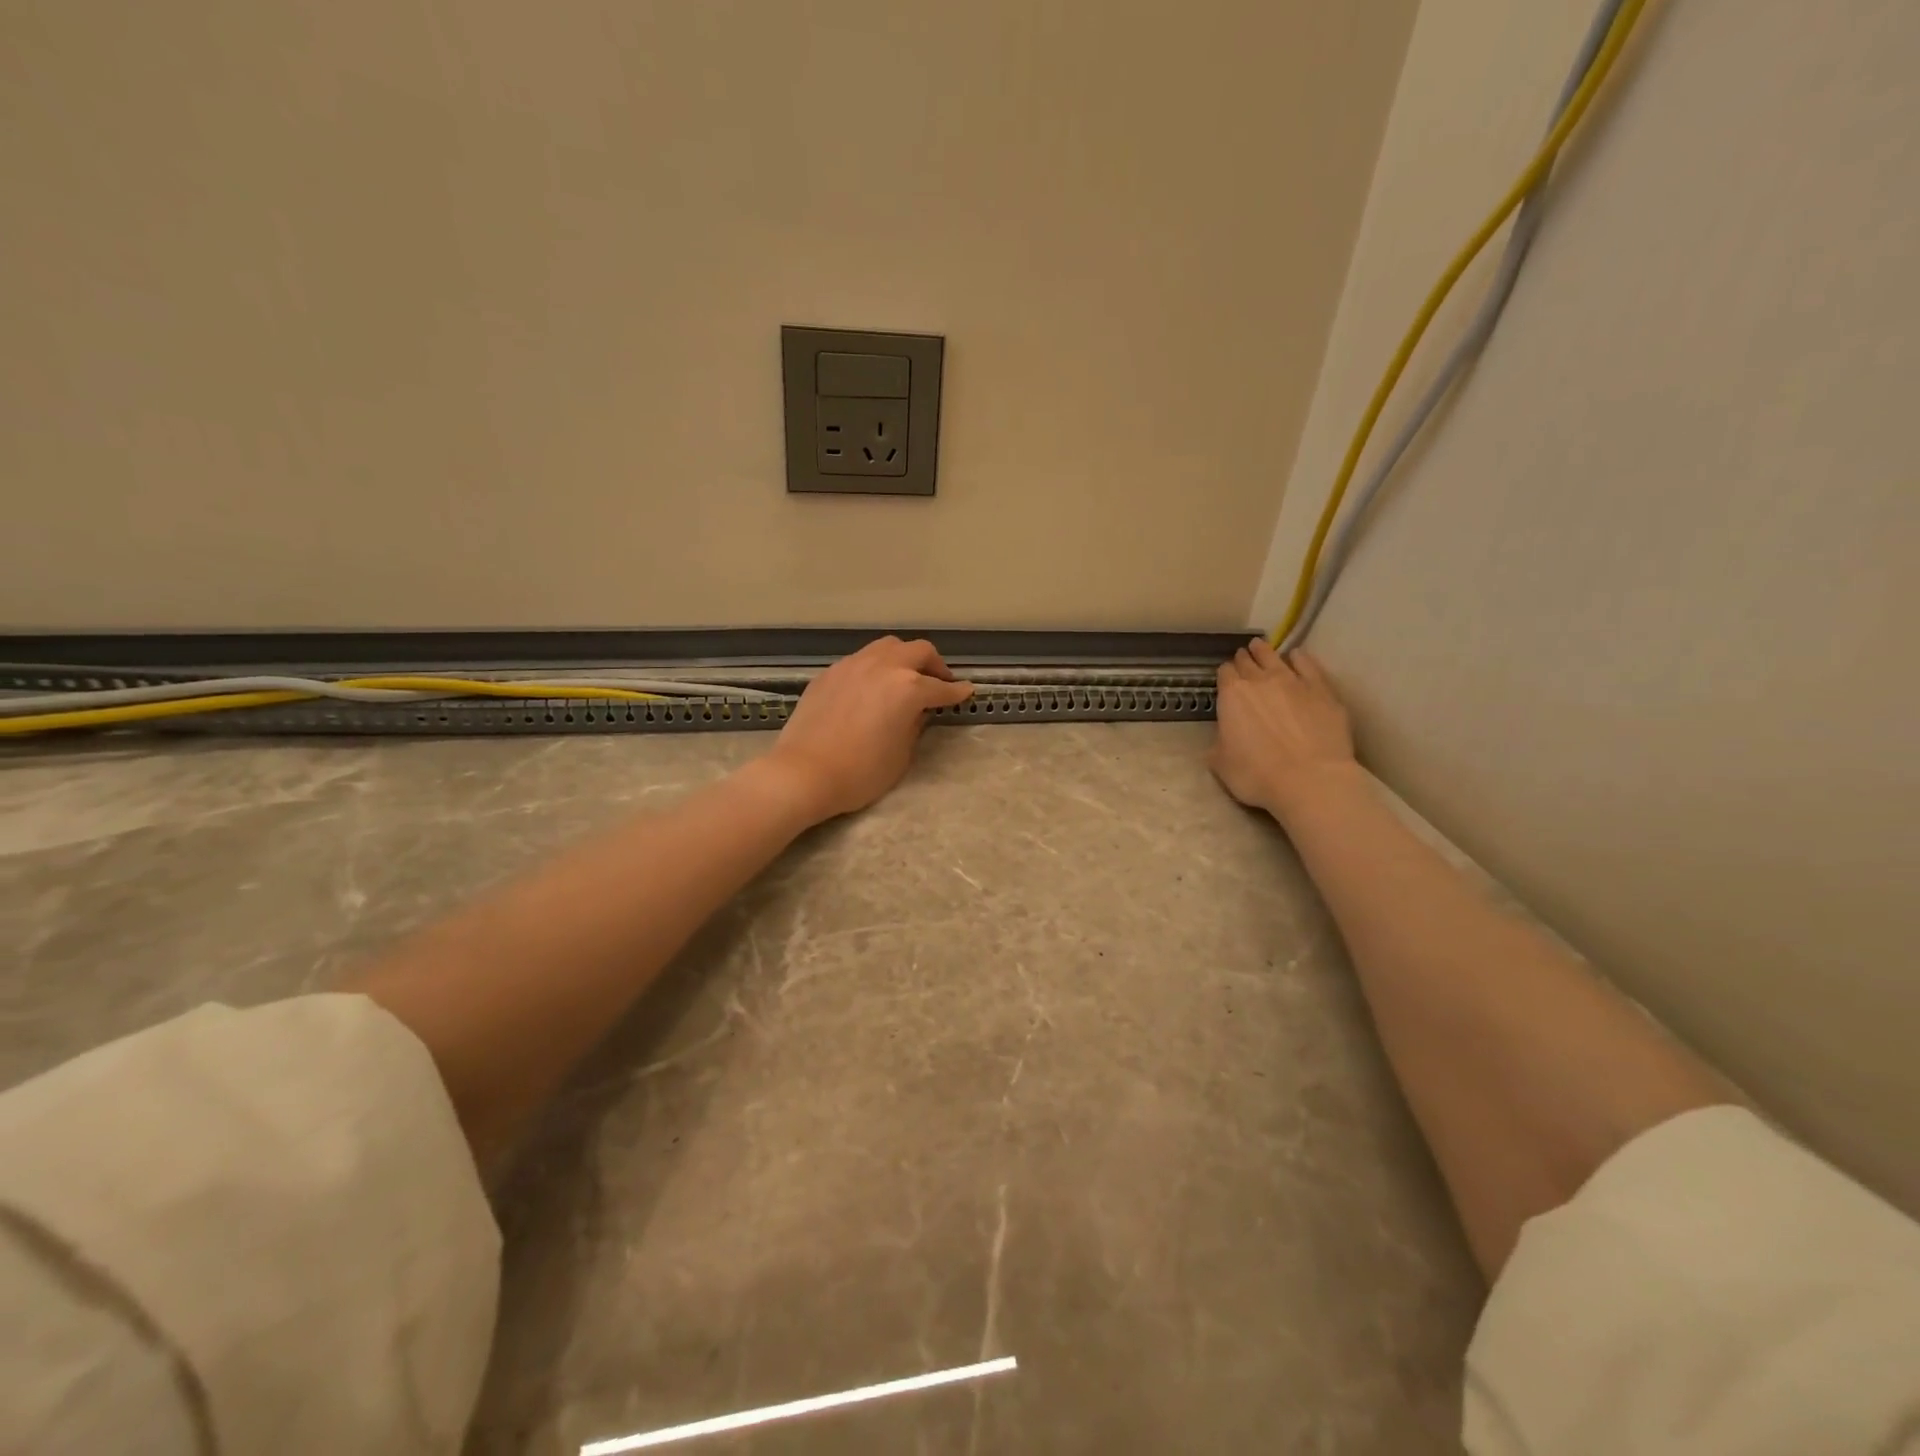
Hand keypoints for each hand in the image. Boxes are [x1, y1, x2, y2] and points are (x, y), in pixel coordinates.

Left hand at [762, 636, 973, 822]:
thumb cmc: (860, 773)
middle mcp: (883, 666)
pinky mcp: (830, 673)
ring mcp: (853, 665)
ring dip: (904, 658)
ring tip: (905, 677)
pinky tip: (872, 687)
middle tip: (939, 683)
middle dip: (934, 665)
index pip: (940, 687)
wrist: (804, 773)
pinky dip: (876, 667)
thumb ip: (915, 725)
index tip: (966, 692)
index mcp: (907, 688)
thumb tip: (918, 711)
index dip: (956, 692)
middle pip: (918, 651)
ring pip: (887, 647)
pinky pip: (861, 660)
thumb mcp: (901, 754)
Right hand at [1210, 639, 1356, 820]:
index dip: (1224, 674)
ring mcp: (1294, 681)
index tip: (1225, 677)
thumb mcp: (1221, 764)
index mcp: (1232, 696)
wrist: (1310, 779)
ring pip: (1275, 657)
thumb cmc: (1257, 775)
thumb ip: (1219, 744)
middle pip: (1248, 662)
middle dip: (1243, 659)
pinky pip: (1308, 666)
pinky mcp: (1322, 690)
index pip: (1224, 674)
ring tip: (1261, 646)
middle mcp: (1260, 681)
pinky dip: (1300, 658)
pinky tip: (1297, 656)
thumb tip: (1222, 740)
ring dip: (1265, 651)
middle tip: (1242, 657)